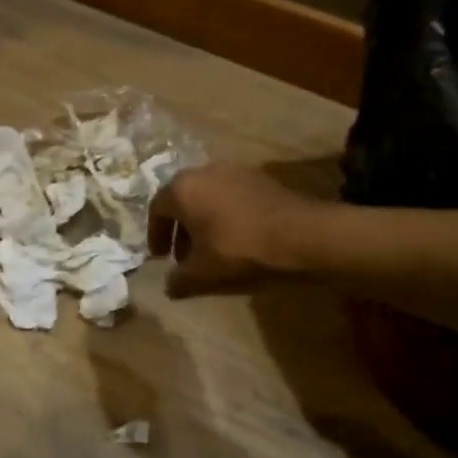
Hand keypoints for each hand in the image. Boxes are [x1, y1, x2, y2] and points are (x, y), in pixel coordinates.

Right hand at [150, 163, 325, 297]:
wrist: (302, 235)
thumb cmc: (241, 251)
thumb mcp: (203, 274)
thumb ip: (179, 280)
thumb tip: (169, 286)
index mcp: (183, 189)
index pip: (157, 209)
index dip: (155, 235)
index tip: (160, 258)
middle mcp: (204, 171)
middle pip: (183, 199)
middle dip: (180, 228)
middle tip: (185, 256)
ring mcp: (235, 170)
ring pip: (209, 196)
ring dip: (204, 220)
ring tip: (213, 248)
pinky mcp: (261, 177)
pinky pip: (232, 196)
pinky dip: (227, 214)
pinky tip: (239, 237)